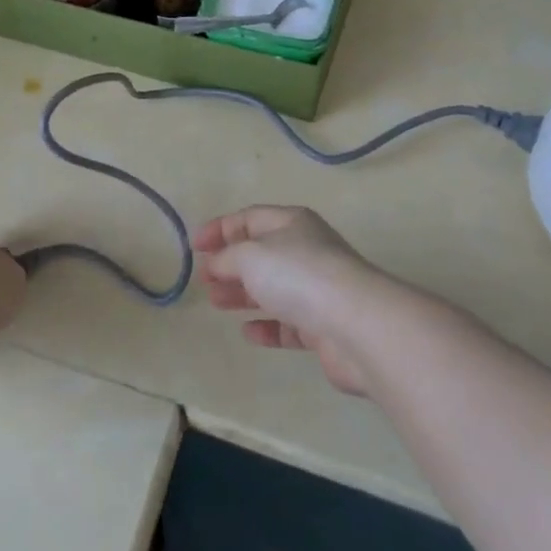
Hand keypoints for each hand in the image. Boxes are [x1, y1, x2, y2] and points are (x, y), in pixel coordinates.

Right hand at [195, 206, 383, 395]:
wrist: (357, 325)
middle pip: (261, 253)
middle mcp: (306, 250)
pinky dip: (267, 325)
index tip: (194, 247)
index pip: (249, 218)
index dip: (220, 229)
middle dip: (230, 264)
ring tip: (217, 302)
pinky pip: (288, 323)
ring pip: (273, 287)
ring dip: (243, 294)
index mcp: (292, 222)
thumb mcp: (250, 256)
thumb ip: (226, 258)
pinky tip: (248, 332)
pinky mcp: (324, 326)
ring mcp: (318, 289)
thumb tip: (215, 264)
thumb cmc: (298, 275)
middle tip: (205, 280)